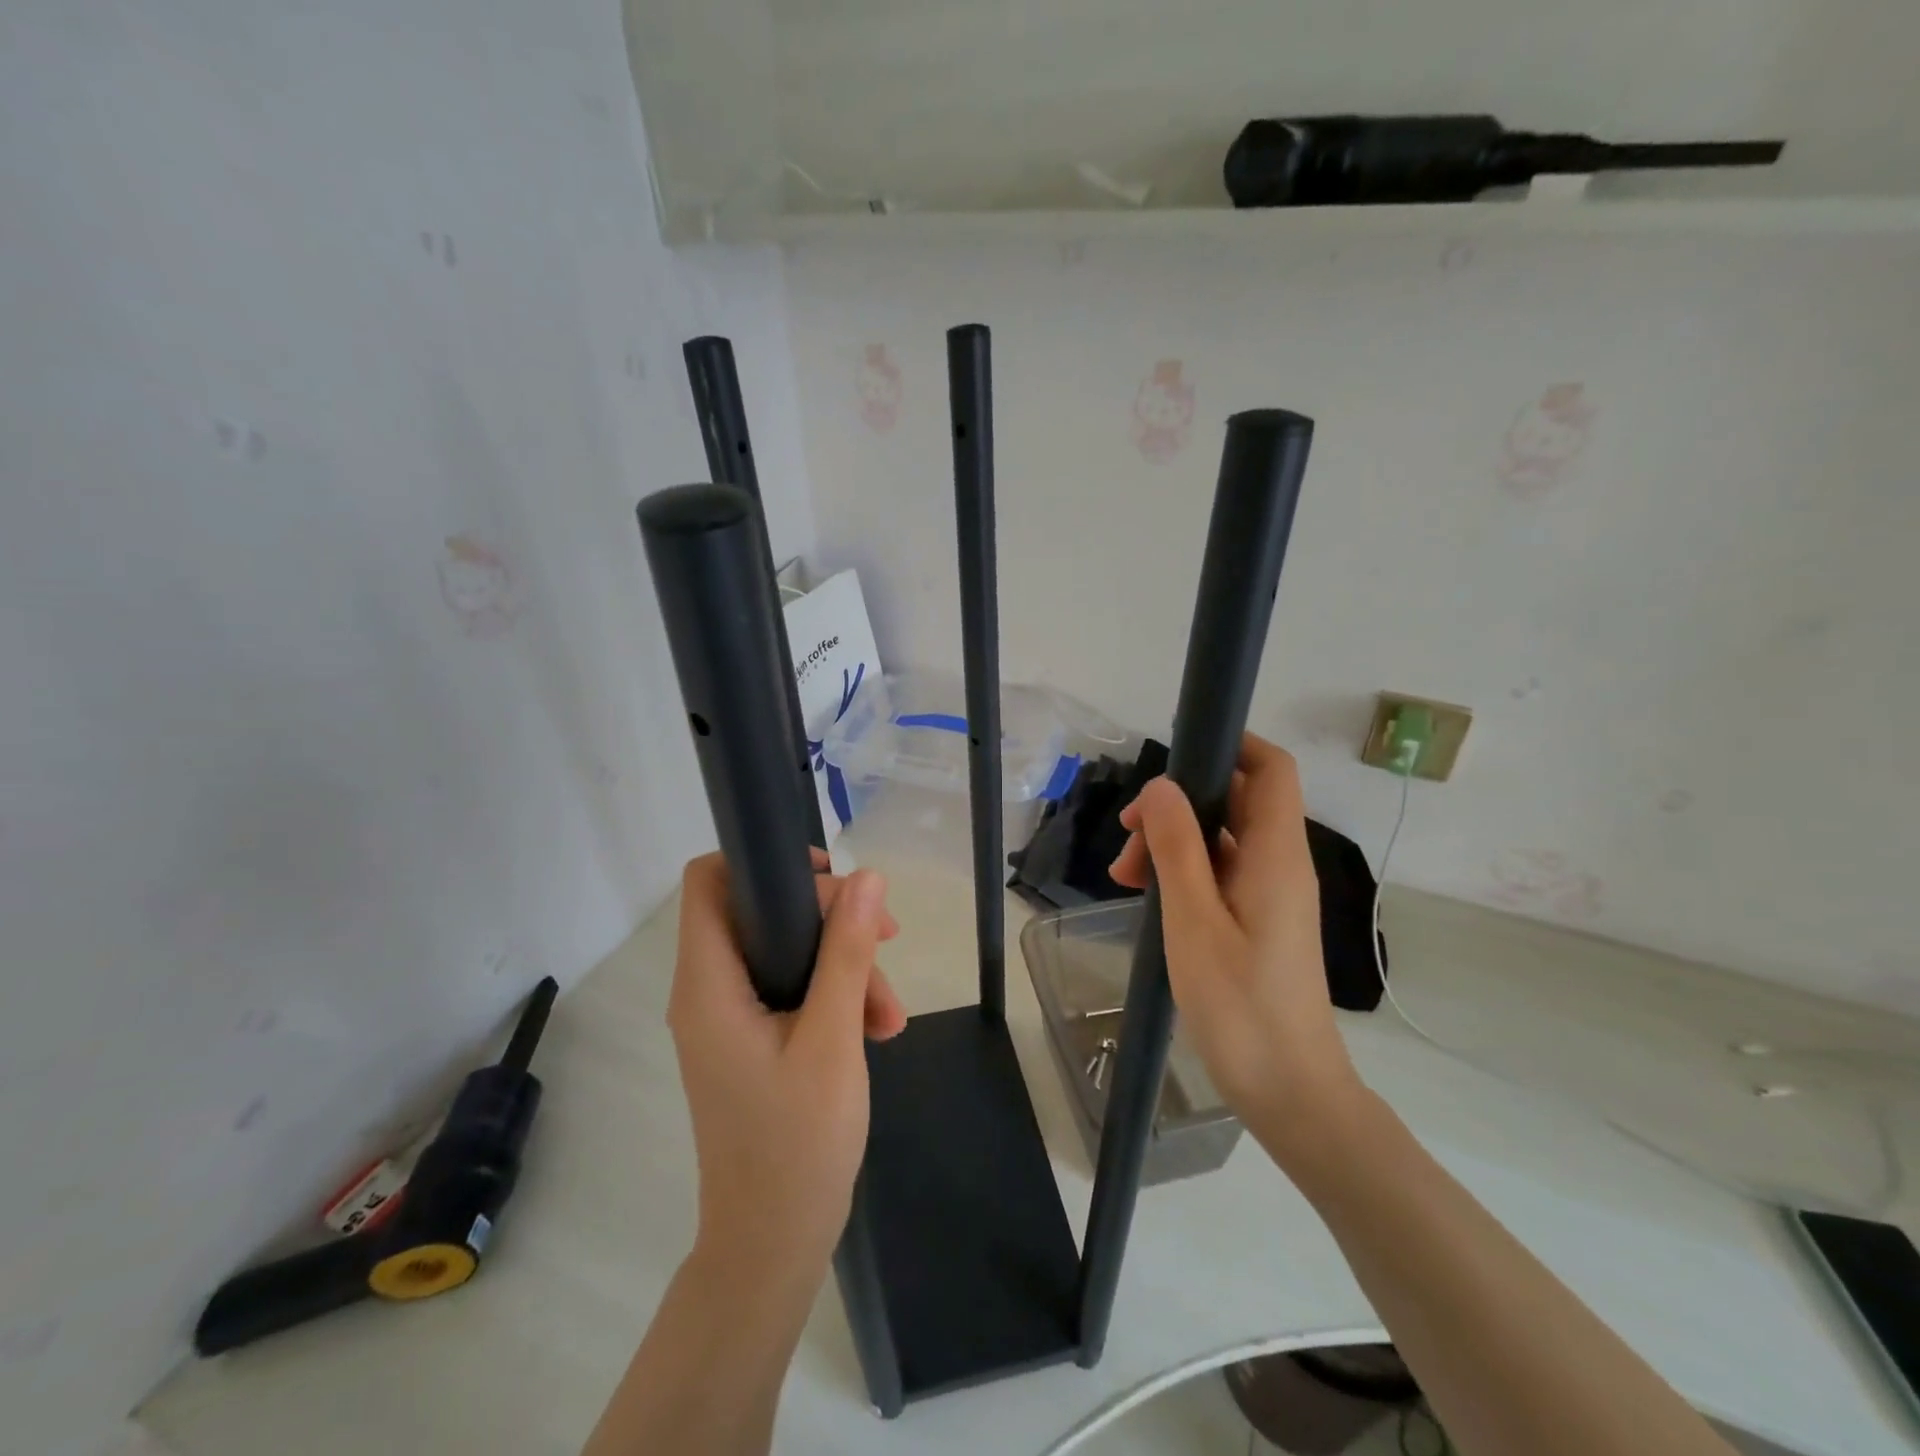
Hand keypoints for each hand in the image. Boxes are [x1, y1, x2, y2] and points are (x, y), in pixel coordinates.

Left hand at [669, 850, 906, 1289]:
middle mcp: (707, 992)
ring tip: (891, 1014)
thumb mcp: (833, 1037)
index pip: (709, 882)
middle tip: (888, 938)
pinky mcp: (748, 1041)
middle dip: (830, 920)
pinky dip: (834, 998)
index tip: (828, 878)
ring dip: (844, 967)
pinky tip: (877, 1030)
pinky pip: (790, 991)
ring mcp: (727, 1018)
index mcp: (708, 984)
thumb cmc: (797, 1143)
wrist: (772, 1246)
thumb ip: (847, 952)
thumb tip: (868, 876)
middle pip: (761, 913)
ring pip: (785, 953)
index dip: (762, 862)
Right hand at [1108, 734, 1362, 1161]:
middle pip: (1233, 799)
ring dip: (1171, 842)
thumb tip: (1161, 784)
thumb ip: (1177, 847)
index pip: (1270, 768)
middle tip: (1127, 839)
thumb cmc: (1240, 1006)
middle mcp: (1278, 863)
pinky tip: (1145, 897)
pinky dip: (1181, 873)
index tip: (1172, 756)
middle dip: (1176, 804)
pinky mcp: (1257, 920)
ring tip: (1124, 878)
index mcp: (1275, 854)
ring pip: (1219, 838)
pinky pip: (1218, 872)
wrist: (1289, 1091)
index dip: (1230, 744)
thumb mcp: (1193, 921)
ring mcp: (1269, 893)